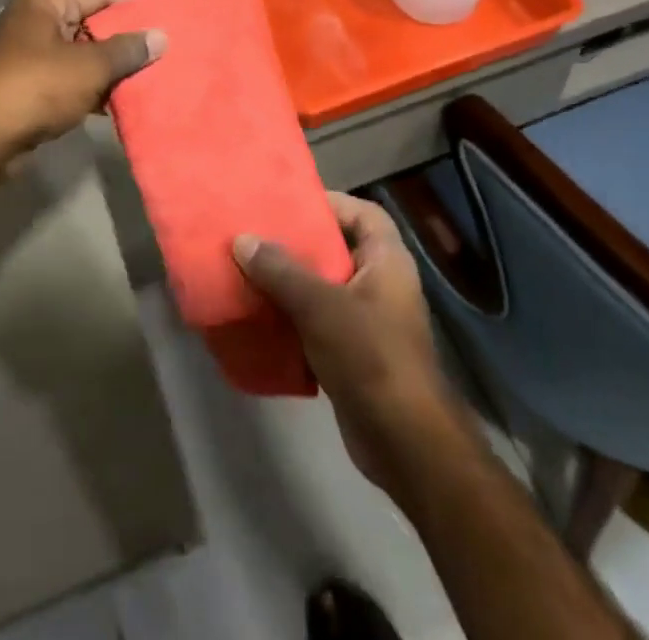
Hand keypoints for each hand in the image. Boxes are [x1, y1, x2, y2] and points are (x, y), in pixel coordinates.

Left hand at [0, 0, 165, 164]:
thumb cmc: (35, 89)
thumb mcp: (89, 67)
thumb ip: (127, 50)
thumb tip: (160, 37)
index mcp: (44, 2)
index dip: (134, 3)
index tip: (167, 19)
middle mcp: (35, 19)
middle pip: (91, 19)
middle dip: (125, 37)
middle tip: (163, 50)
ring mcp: (30, 53)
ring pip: (82, 51)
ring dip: (111, 65)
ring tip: (150, 76)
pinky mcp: (29, 84)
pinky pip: (71, 75)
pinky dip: (93, 85)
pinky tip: (121, 100)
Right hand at [235, 192, 463, 496]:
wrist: (405, 443)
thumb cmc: (371, 356)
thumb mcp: (320, 306)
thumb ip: (281, 270)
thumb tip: (243, 239)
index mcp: (387, 261)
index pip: (362, 213)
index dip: (330, 203)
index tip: (289, 204)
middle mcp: (382, 285)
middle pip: (338, 250)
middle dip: (299, 245)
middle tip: (258, 236)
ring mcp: (371, 322)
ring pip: (325, 289)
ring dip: (291, 284)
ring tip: (250, 273)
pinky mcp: (356, 355)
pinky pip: (319, 324)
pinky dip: (294, 319)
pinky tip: (261, 319)